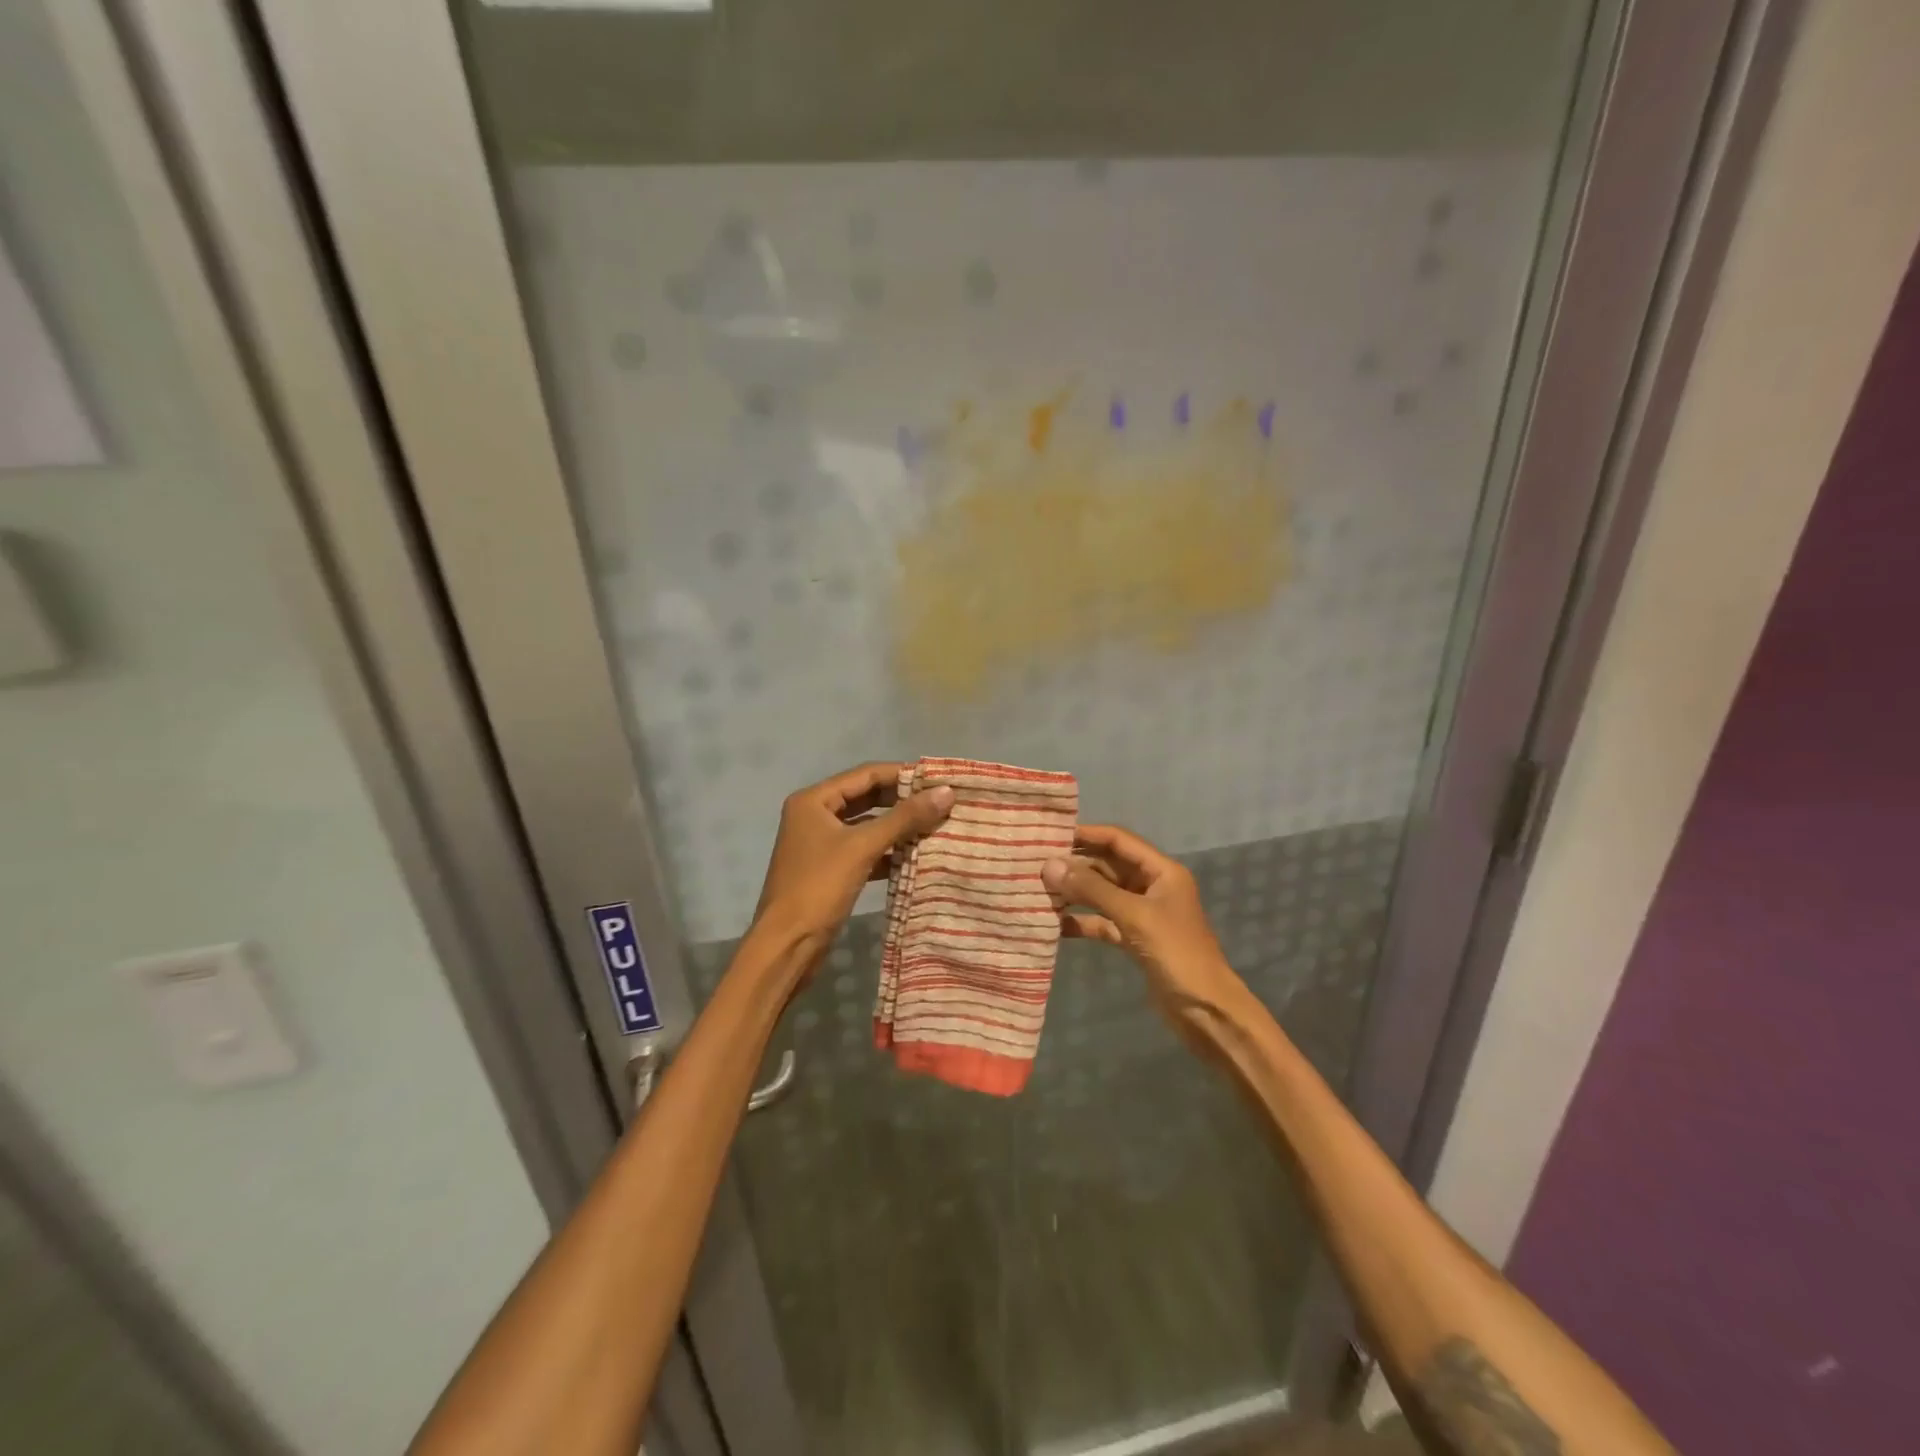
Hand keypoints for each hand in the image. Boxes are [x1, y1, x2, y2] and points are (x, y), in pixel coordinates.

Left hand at [750, 762, 953, 978]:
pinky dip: (888, 851)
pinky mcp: (830, 869)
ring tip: (936, 825)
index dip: (902, 774)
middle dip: (902, 800)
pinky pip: (864, 850)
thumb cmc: (819, 887)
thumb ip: (905, 818)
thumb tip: (947, 792)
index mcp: (813, 800)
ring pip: (867, 825)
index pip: (865, 774)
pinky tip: (916, 856)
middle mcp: (814, 815)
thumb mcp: (863, 847)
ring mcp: (821, 844)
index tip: (939, 778)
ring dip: (898, 826)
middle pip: (866, 798)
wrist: (787, 946)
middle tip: (942, 801)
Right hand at [1042, 824, 1249, 1034]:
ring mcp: (1142, 914)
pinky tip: (1055, 924)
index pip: (1118, 840)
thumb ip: (1092, 890)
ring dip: (1075, 892)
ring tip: (1039, 890)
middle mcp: (1152, 886)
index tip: (1050, 836)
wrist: (1206, 1011)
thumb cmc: (1176, 954)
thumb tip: (1049, 865)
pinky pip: (1102, 922)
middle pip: (1108, 865)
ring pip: (1102, 894)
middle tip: (1036, 865)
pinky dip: (1082, 921)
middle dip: (1076, 865)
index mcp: (1161, 871)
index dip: (1086, 835)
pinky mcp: (1134, 939)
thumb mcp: (1134, 916)